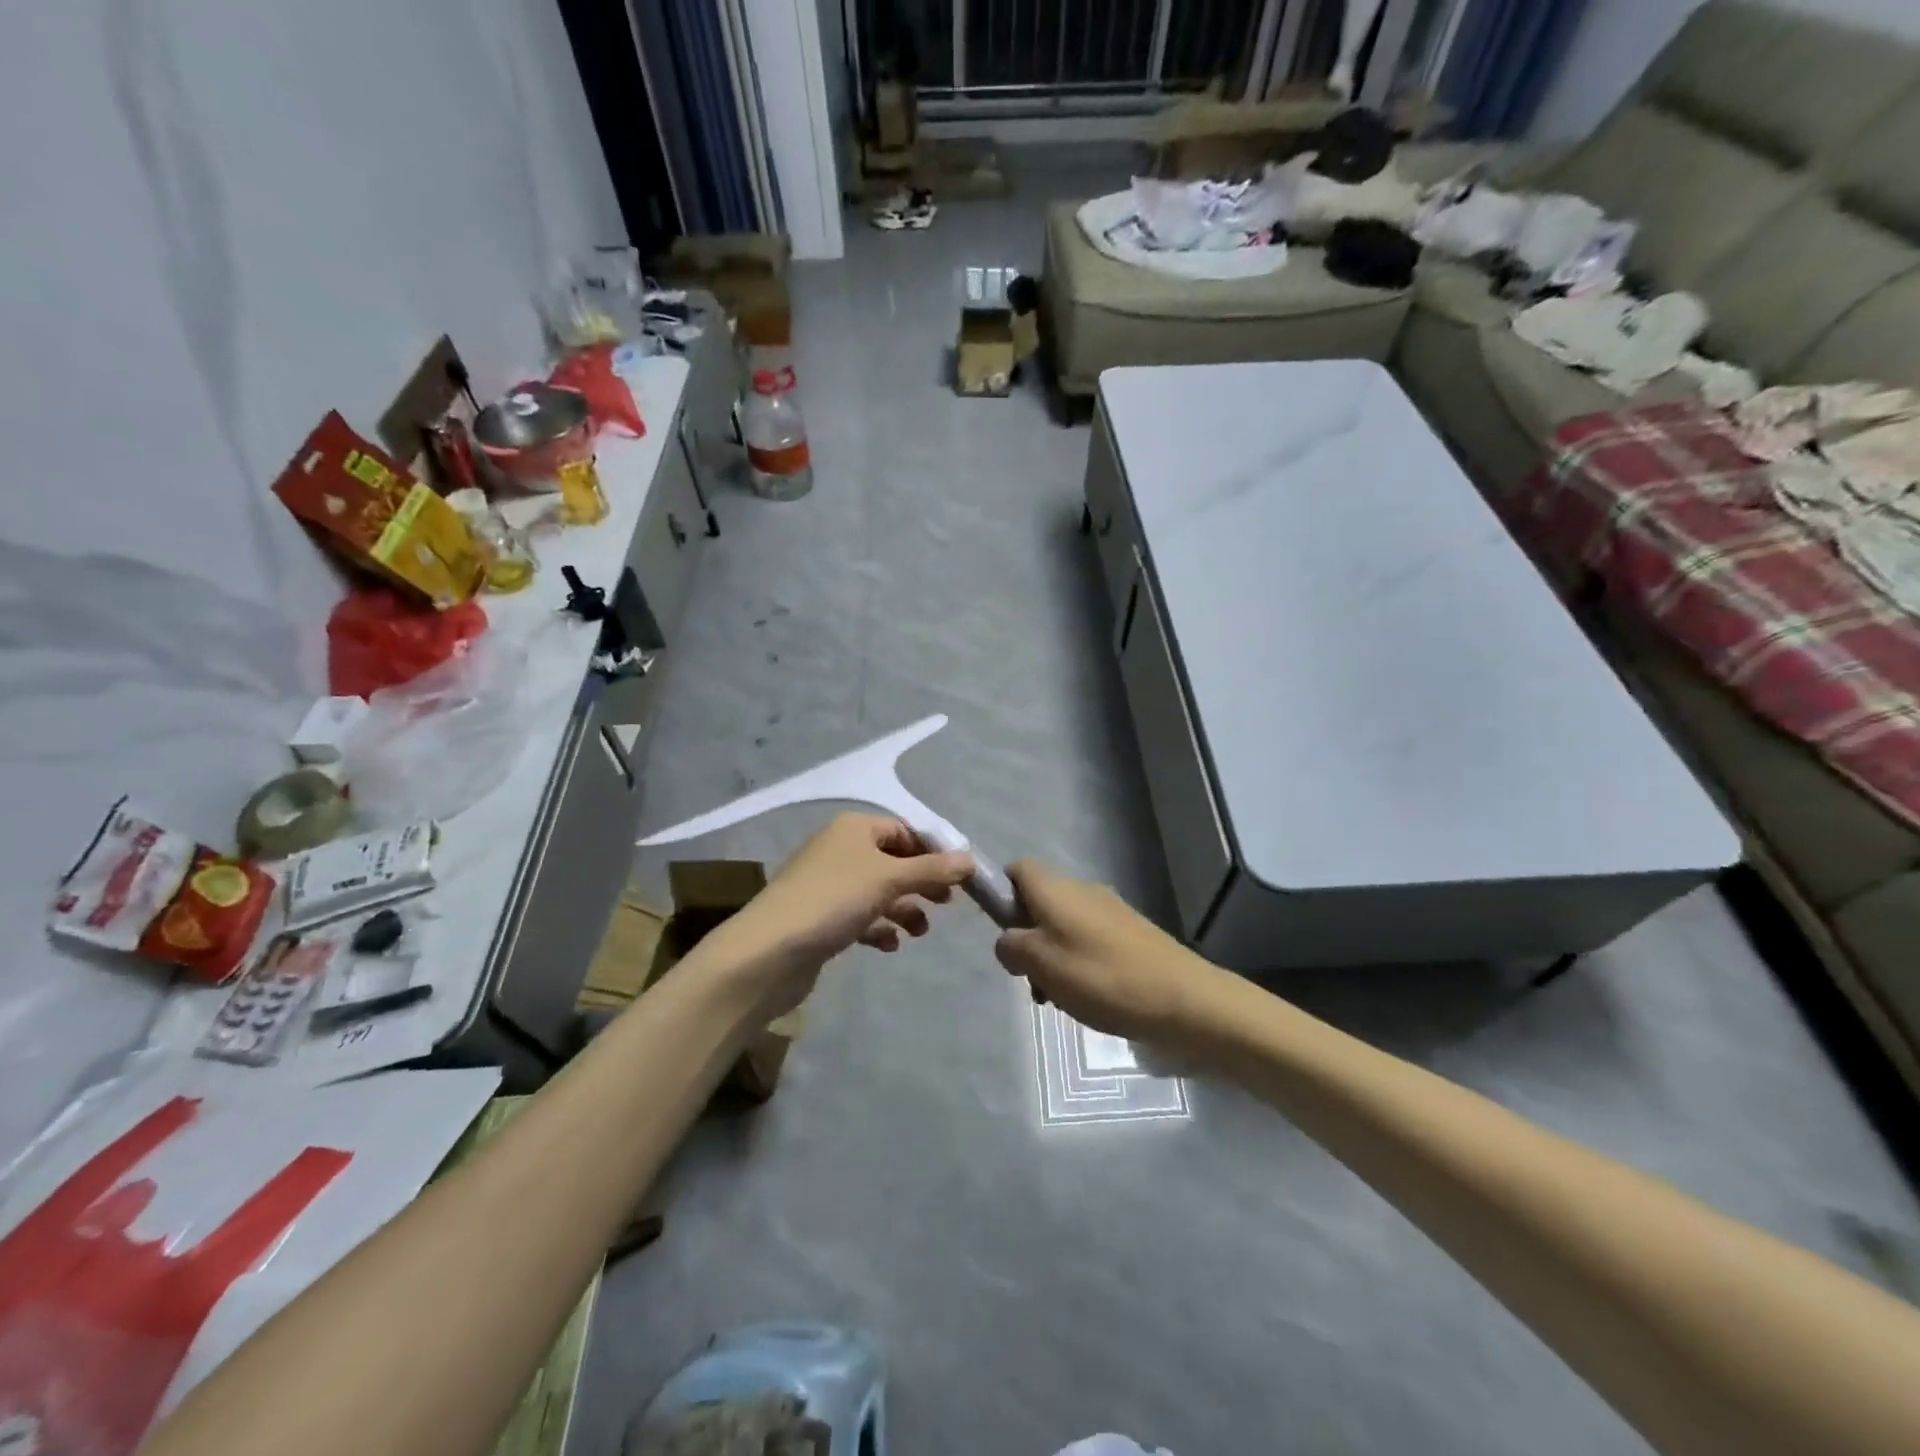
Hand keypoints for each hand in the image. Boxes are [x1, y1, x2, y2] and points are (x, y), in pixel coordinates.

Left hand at [691, 812, 974, 1019]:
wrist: (768, 952)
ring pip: (878, 891)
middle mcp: (840, 850)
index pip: (903, 830)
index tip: (958, 876)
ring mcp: (828, 885)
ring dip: (903, 908)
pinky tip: (890, 945)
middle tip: (947, 904)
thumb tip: (970, 859)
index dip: (932, 850)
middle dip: (921, 881)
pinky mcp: (820, 918)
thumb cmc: (833, 900)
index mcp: (854, 829)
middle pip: (892, 860)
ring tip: (920, 931)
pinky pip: (860, 916)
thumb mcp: (889, 879)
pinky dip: (879, 927)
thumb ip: (932, 869)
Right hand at [994, 860, 1222, 1043]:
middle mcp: (1082, 890)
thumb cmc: (1100, 976)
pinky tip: (1086, 1000)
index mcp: (1056, 888)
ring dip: (1052, 958)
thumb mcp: (1039, 964)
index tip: (1002, 932)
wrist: (1182, 999)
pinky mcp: (1131, 935)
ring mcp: (1110, 912)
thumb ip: (1011, 946)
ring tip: (1057, 998)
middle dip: (1027, 938)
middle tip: (1029, 978)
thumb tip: (1008, 941)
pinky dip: (1079, 965)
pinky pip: (1089, 942)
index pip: (1017, 870)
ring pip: (1063, 927)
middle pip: (1039, 902)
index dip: (1001, 895)